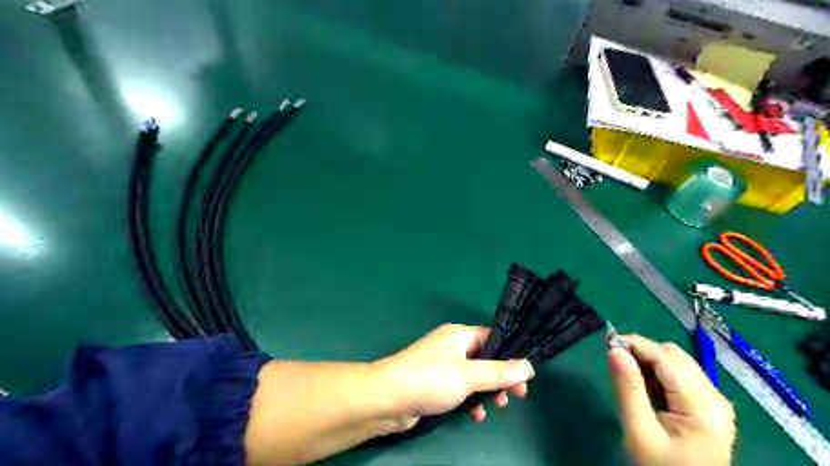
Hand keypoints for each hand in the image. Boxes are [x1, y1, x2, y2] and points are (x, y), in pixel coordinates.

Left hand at [374, 324, 534, 428]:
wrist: (388, 398)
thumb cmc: (430, 379)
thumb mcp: (469, 375)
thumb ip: (500, 372)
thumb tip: (529, 366)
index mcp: (459, 335)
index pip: (492, 337)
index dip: (510, 354)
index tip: (525, 375)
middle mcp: (452, 347)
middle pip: (485, 359)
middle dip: (501, 378)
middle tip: (516, 396)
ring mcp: (443, 366)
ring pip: (474, 376)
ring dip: (487, 392)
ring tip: (496, 408)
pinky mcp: (436, 384)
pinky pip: (461, 389)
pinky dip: (470, 400)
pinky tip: (474, 415)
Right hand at [608, 335, 734, 465]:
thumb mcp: (639, 433)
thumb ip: (628, 389)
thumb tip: (614, 350)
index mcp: (703, 405)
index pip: (666, 358)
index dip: (636, 344)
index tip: (606, 342)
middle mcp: (715, 397)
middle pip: (674, 356)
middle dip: (643, 353)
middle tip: (616, 364)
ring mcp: (714, 402)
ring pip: (677, 363)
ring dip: (649, 363)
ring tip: (628, 379)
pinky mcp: (708, 407)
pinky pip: (680, 376)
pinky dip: (658, 374)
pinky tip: (645, 389)